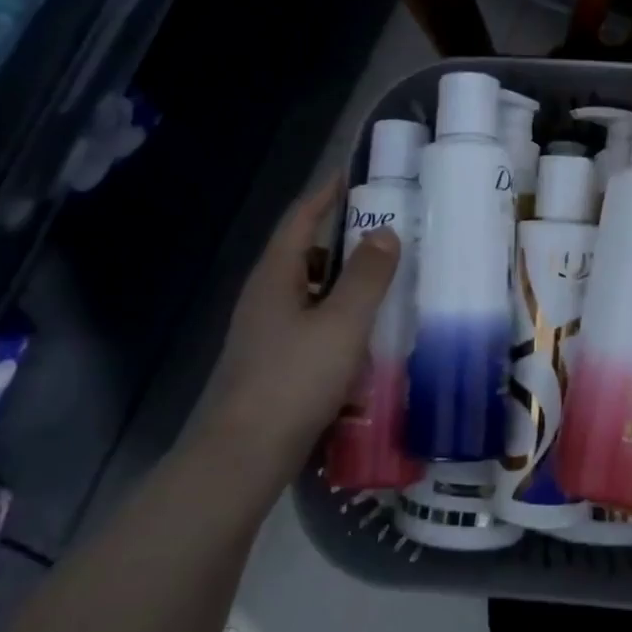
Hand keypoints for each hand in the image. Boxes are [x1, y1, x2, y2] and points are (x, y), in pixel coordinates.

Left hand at [199, 180, 399, 470]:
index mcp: (275, 277)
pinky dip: (338, 315)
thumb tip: (385, 232)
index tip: (354, 176)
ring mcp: (266, 333)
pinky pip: (311, 322)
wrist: (245, 455)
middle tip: (387, 230)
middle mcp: (265, 298)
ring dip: (343, 279)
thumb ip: (367, 276)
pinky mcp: (273, 363)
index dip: (326, 194)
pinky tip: (364, 332)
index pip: (301, 220)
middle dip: (341, 236)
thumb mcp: (342, 323)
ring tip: (384, 278)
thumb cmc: (295, 380)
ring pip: (309, 291)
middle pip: (304, 253)